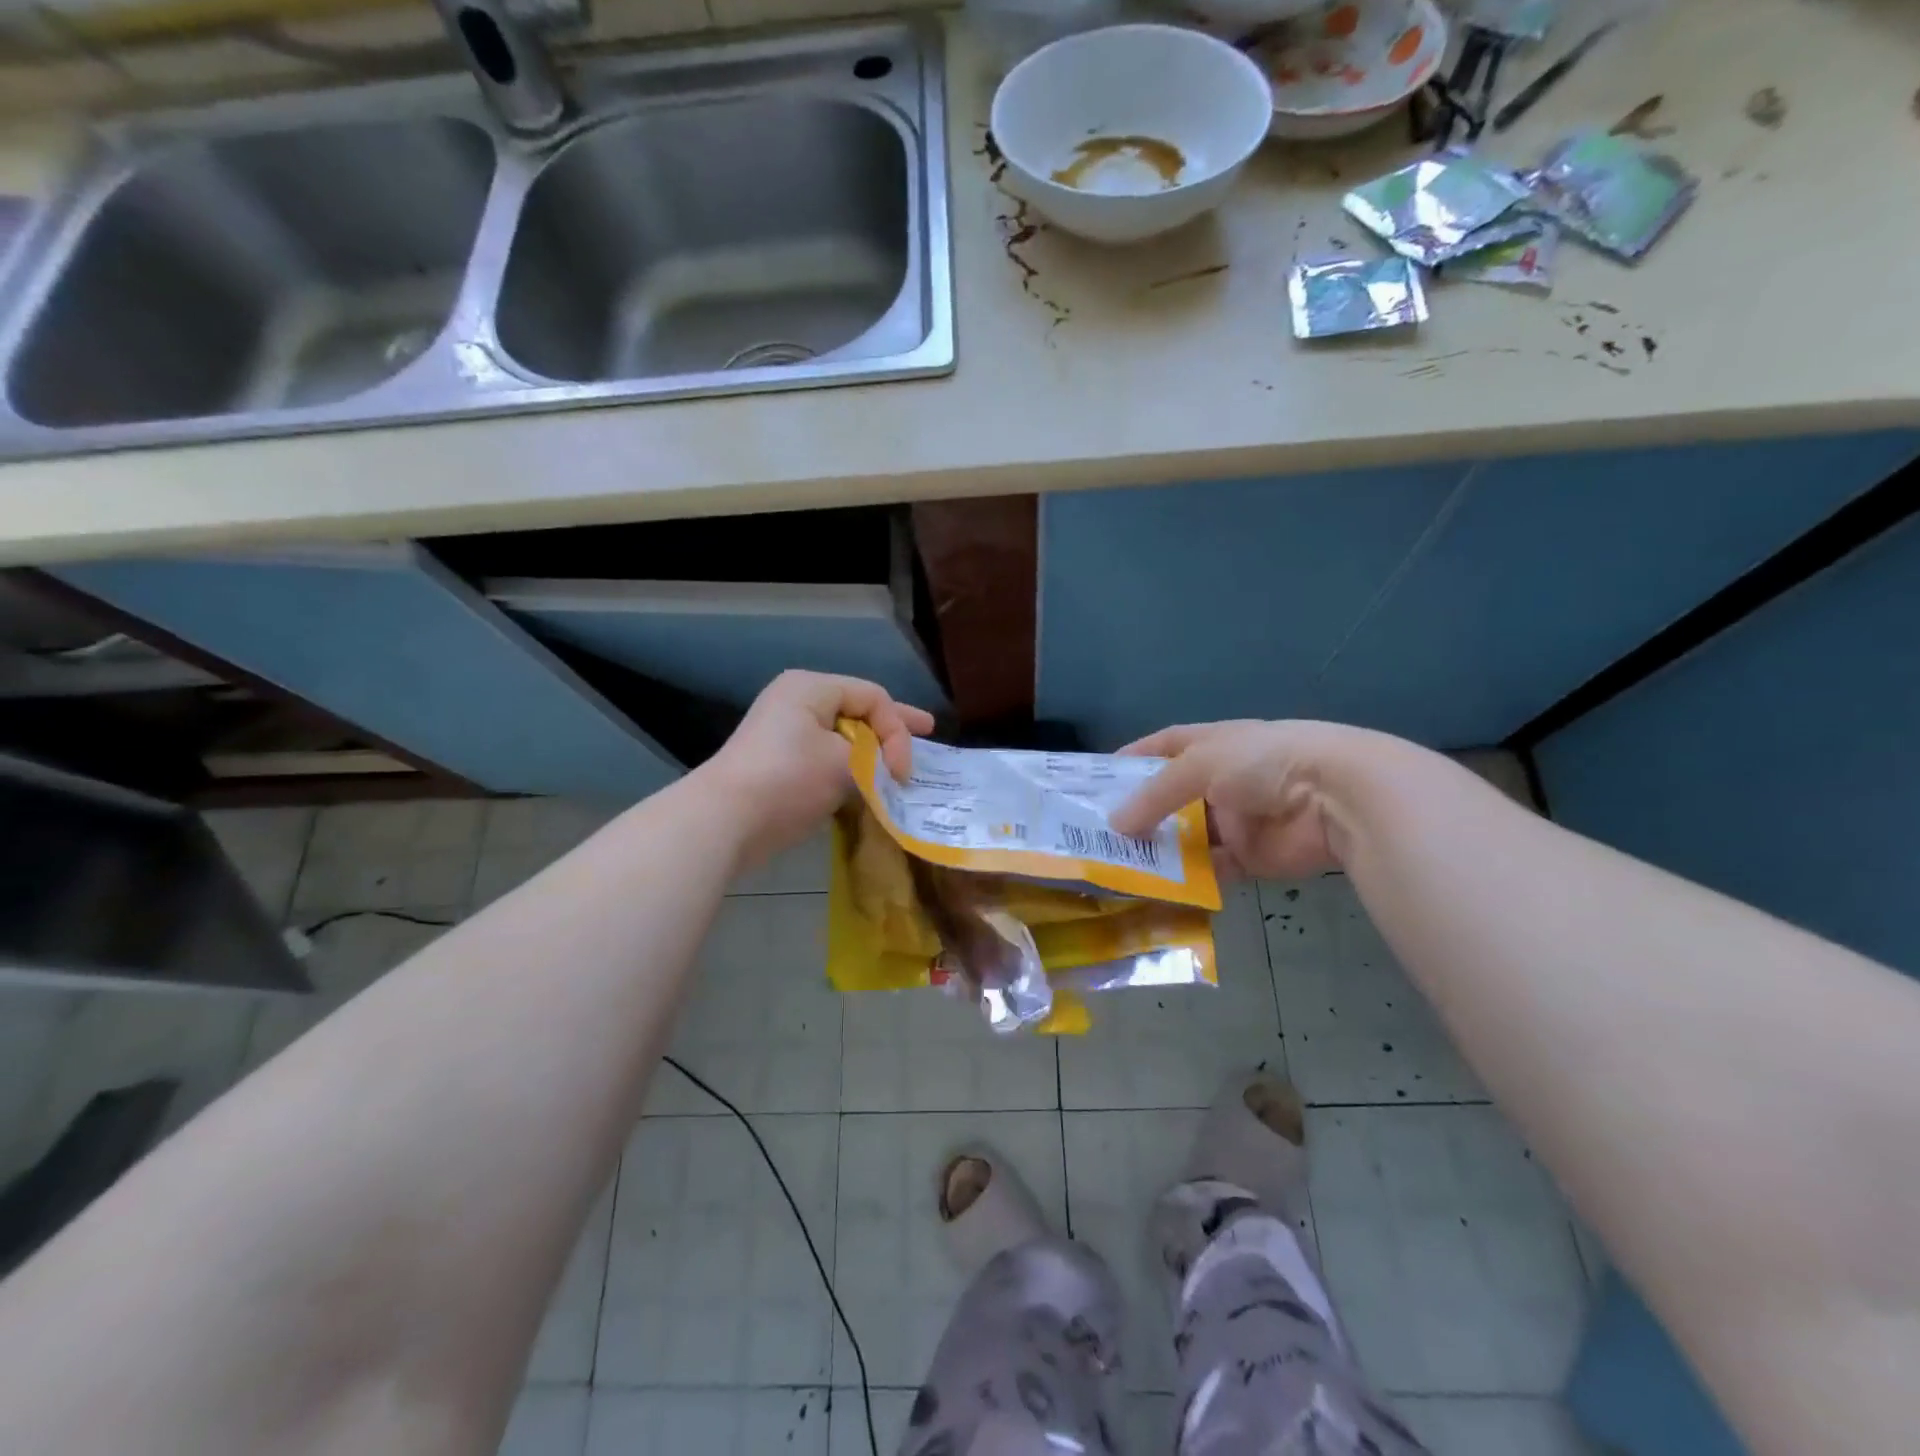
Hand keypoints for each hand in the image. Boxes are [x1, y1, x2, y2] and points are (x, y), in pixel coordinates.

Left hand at [698, 670, 934, 870]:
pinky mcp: (781, 765)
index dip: (898, 730)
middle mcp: (798, 703)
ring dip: (874, 753)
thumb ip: (875, 758)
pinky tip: (872, 783)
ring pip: (845, 737)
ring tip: (902, 764)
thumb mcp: (843, 763)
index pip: (873, 697)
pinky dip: (852, 769)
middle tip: (928, 731)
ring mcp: (786, 735)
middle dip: (894, 728)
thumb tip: (883, 770)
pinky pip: (828, 758)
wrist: (725, 821)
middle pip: (859, 711)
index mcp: (811, 688)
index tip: (903, 772)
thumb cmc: (787, 779)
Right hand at [1108, 720, 1376, 879]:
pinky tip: (1158, 887)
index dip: (1135, 757)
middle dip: (1141, 813)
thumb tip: (1115, 825)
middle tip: (1099, 833)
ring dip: (1162, 849)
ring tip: (1119, 864)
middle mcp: (1223, 780)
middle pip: (1173, 797)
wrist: (1336, 797)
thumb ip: (1156, 795)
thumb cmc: (1263, 762)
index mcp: (1214, 745)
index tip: (1100, 778)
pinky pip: (1212, 869)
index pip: (1166, 745)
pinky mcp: (1252, 857)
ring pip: (1190, 837)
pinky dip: (1189, 878)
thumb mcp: (1200, 764)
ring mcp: (1237, 820)